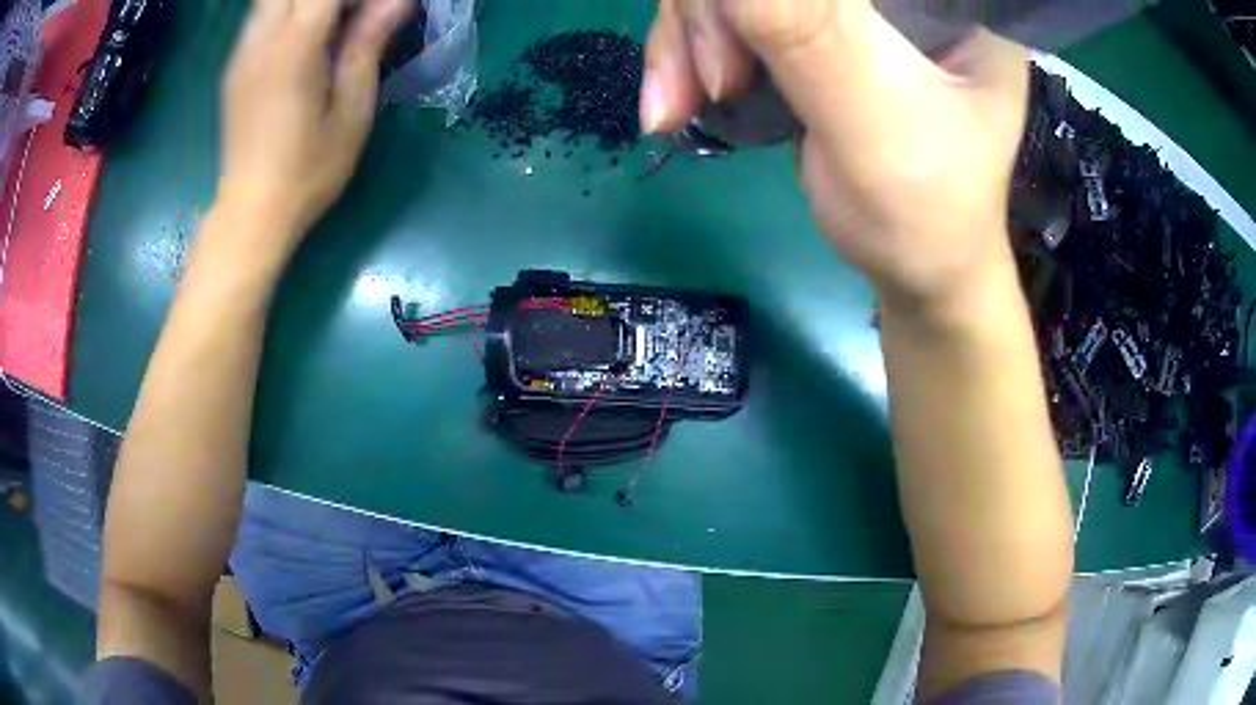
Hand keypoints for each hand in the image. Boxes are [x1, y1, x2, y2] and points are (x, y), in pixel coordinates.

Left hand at [218, 0, 409, 241]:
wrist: (251, 213)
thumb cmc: (307, 171)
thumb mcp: (351, 112)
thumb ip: (367, 46)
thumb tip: (397, 0)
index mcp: (293, 49)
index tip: (380, 10)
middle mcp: (260, 40)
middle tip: (354, 14)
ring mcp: (241, 52)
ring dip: (304, 4)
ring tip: (333, 25)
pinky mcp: (234, 66)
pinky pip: (261, 16)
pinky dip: (288, 12)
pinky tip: (307, 37)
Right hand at [642, 0, 1028, 313]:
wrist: (915, 269)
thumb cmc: (923, 209)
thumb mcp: (873, 118)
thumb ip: (807, 31)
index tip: (731, 41)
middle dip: (711, 15)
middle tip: (710, 86)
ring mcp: (848, 12)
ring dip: (686, 41)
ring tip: (675, 106)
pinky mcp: (810, 35)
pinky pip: (724, 17)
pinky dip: (686, 55)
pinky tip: (675, 100)